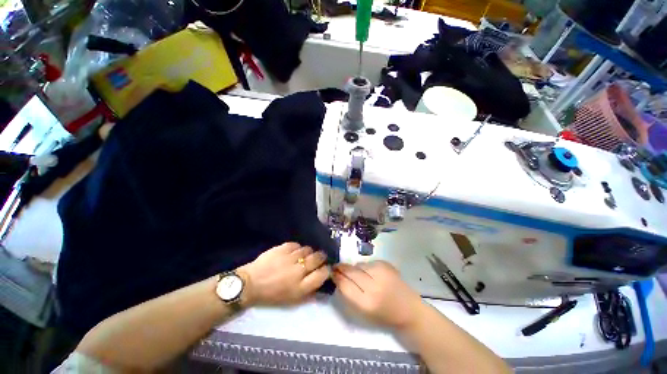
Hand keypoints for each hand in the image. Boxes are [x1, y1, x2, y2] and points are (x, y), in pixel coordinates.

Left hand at [237, 242, 329, 306]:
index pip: (322, 274)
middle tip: (320, 257)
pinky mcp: (282, 248)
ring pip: (308, 249)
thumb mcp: (293, 299)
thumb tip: (321, 278)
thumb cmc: (272, 295)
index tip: (325, 268)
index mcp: (301, 287)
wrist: (250, 284)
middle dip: (321, 257)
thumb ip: (309, 290)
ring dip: (309, 252)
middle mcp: (298, 271)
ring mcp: (290, 258)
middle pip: (318, 258)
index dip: (326, 269)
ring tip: (304, 255)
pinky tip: (294, 252)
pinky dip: (297, 248)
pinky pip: (296, 245)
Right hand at [332, 261, 422, 330]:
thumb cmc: (384, 316)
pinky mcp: (386, 264)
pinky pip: (368, 262)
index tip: (332, 272)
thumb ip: (349, 294)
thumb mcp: (363, 312)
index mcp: (367, 302)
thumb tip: (338, 277)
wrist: (409, 310)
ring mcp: (381, 272)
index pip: (345, 284)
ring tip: (356, 273)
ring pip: (359, 265)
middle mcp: (374, 285)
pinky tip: (368, 272)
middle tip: (336, 267)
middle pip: (351, 271)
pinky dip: (364, 266)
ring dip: (354, 268)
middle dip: (342, 268)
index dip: (337, 277)